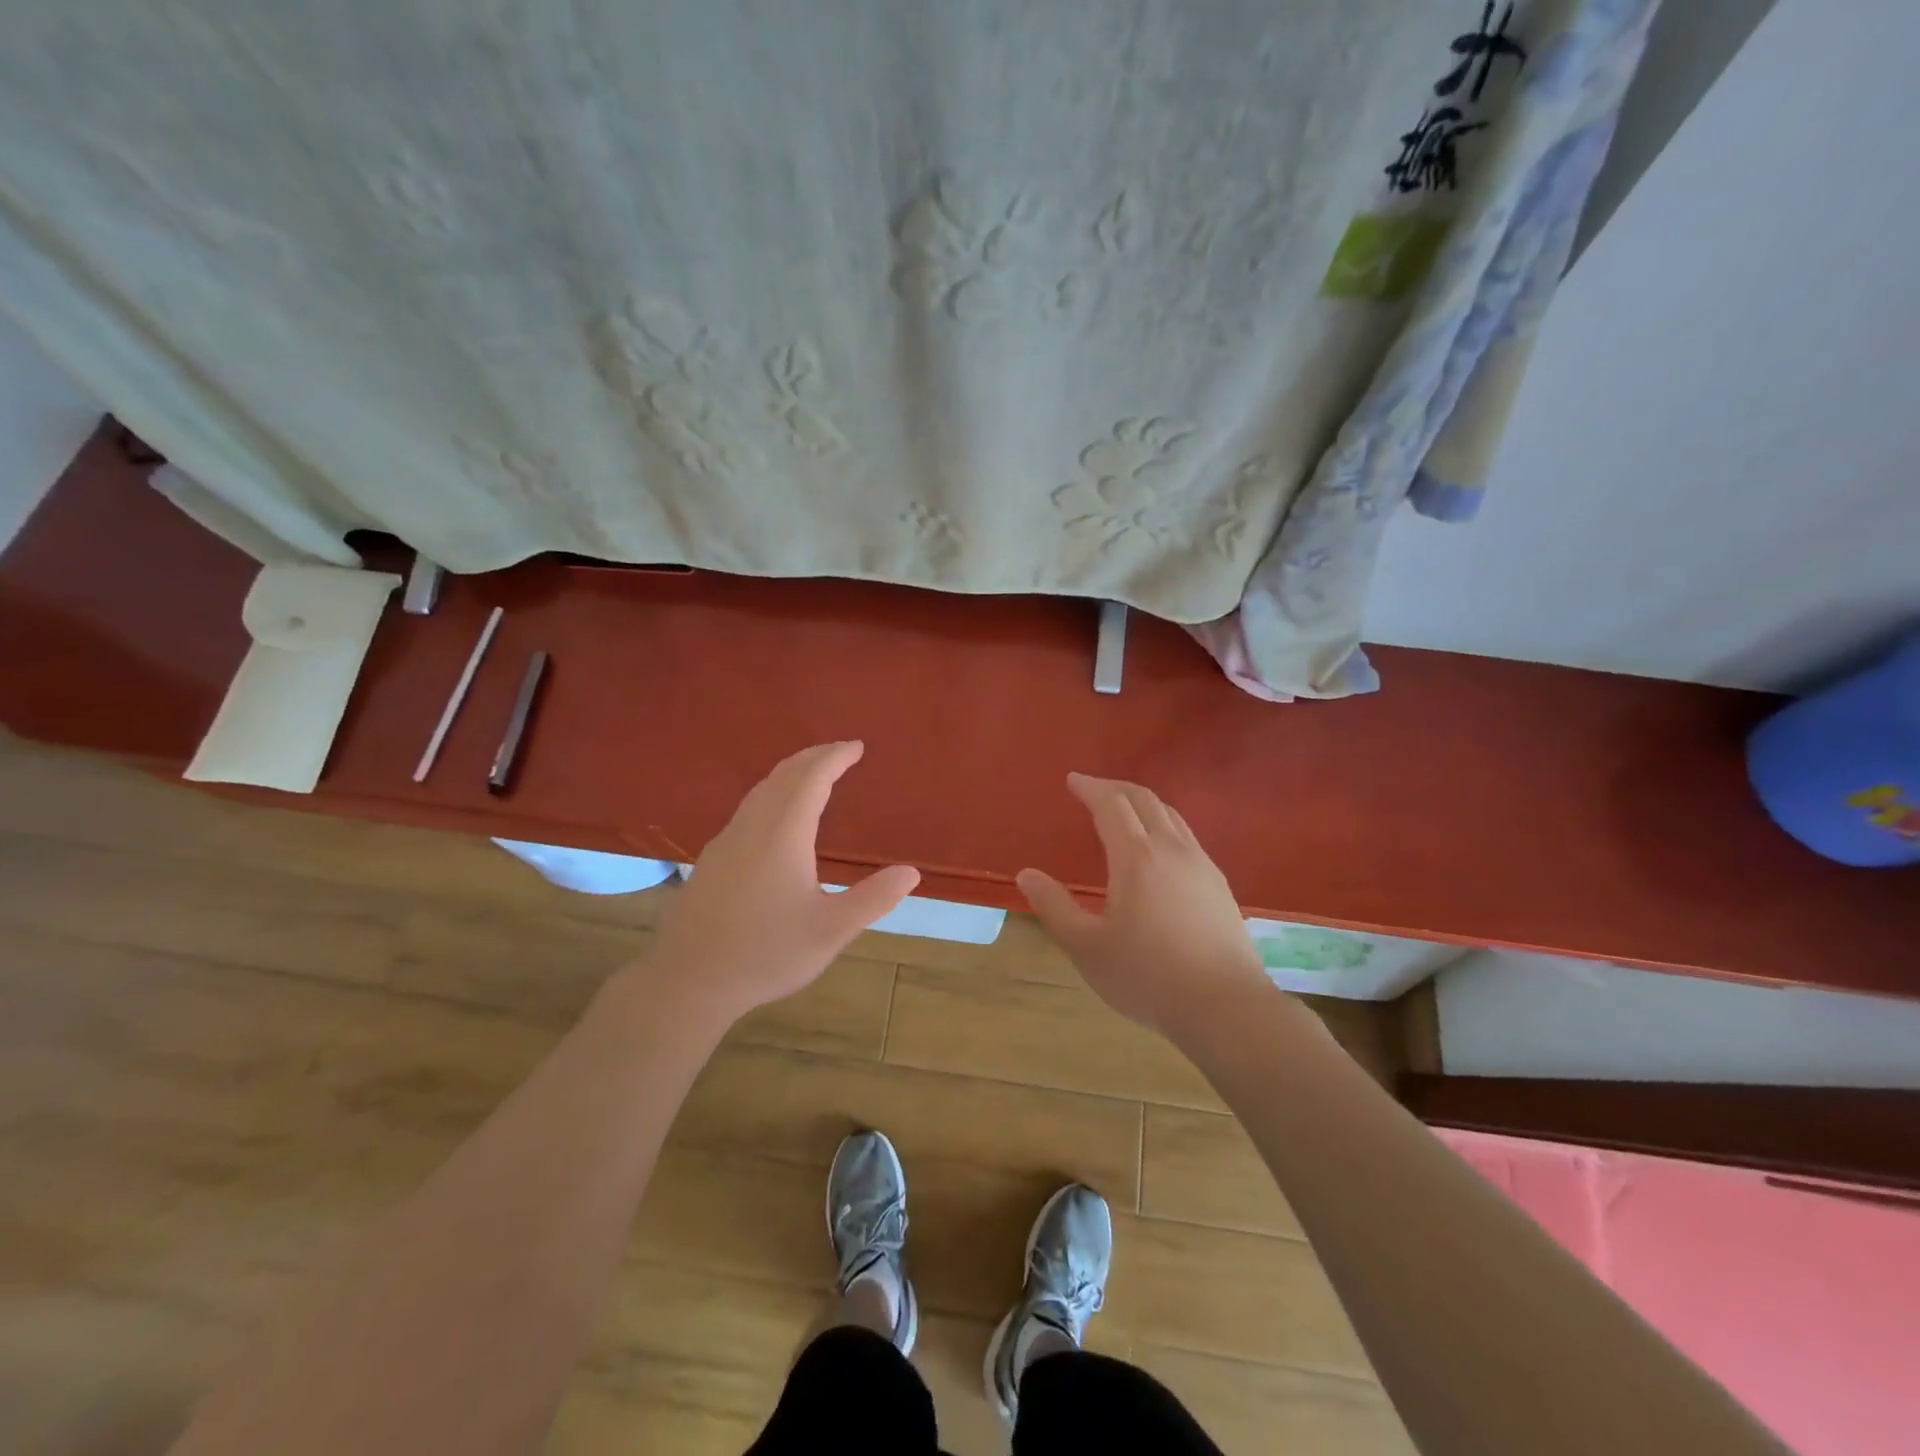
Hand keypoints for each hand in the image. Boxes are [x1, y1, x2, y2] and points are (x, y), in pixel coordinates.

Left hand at [645, 742, 919, 1029]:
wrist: (688, 981)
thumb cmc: (766, 953)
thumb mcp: (830, 931)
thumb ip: (873, 899)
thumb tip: (911, 873)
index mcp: (783, 835)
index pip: (812, 779)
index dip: (834, 758)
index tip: (856, 746)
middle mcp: (752, 827)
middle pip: (783, 776)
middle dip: (813, 757)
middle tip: (839, 752)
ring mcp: (726, 841)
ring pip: (760, 790)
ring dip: (790, 774)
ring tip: (813, 775)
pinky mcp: (712, 859)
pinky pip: (748, 809)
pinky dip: (772, 794)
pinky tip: (776, 817)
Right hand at [1017, 773, 1272, 1041]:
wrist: (1226, 1008)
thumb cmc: (1148, 977)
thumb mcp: (1087, 948)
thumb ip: (1054, 907)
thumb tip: (1027, 875)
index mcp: (1136, 857)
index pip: (1111, 804)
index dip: (1090, 787)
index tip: (1072, 780)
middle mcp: (1172, 849)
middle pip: (1145, 799)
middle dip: (1116, 787)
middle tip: (1093, 788)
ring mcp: (1202, 865)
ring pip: (1171, 816)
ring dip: (1143, 803)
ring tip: (1123, 812)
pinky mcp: (1219, 885)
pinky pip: (1187, 837)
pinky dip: (1163, 826)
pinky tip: (1158, 852)